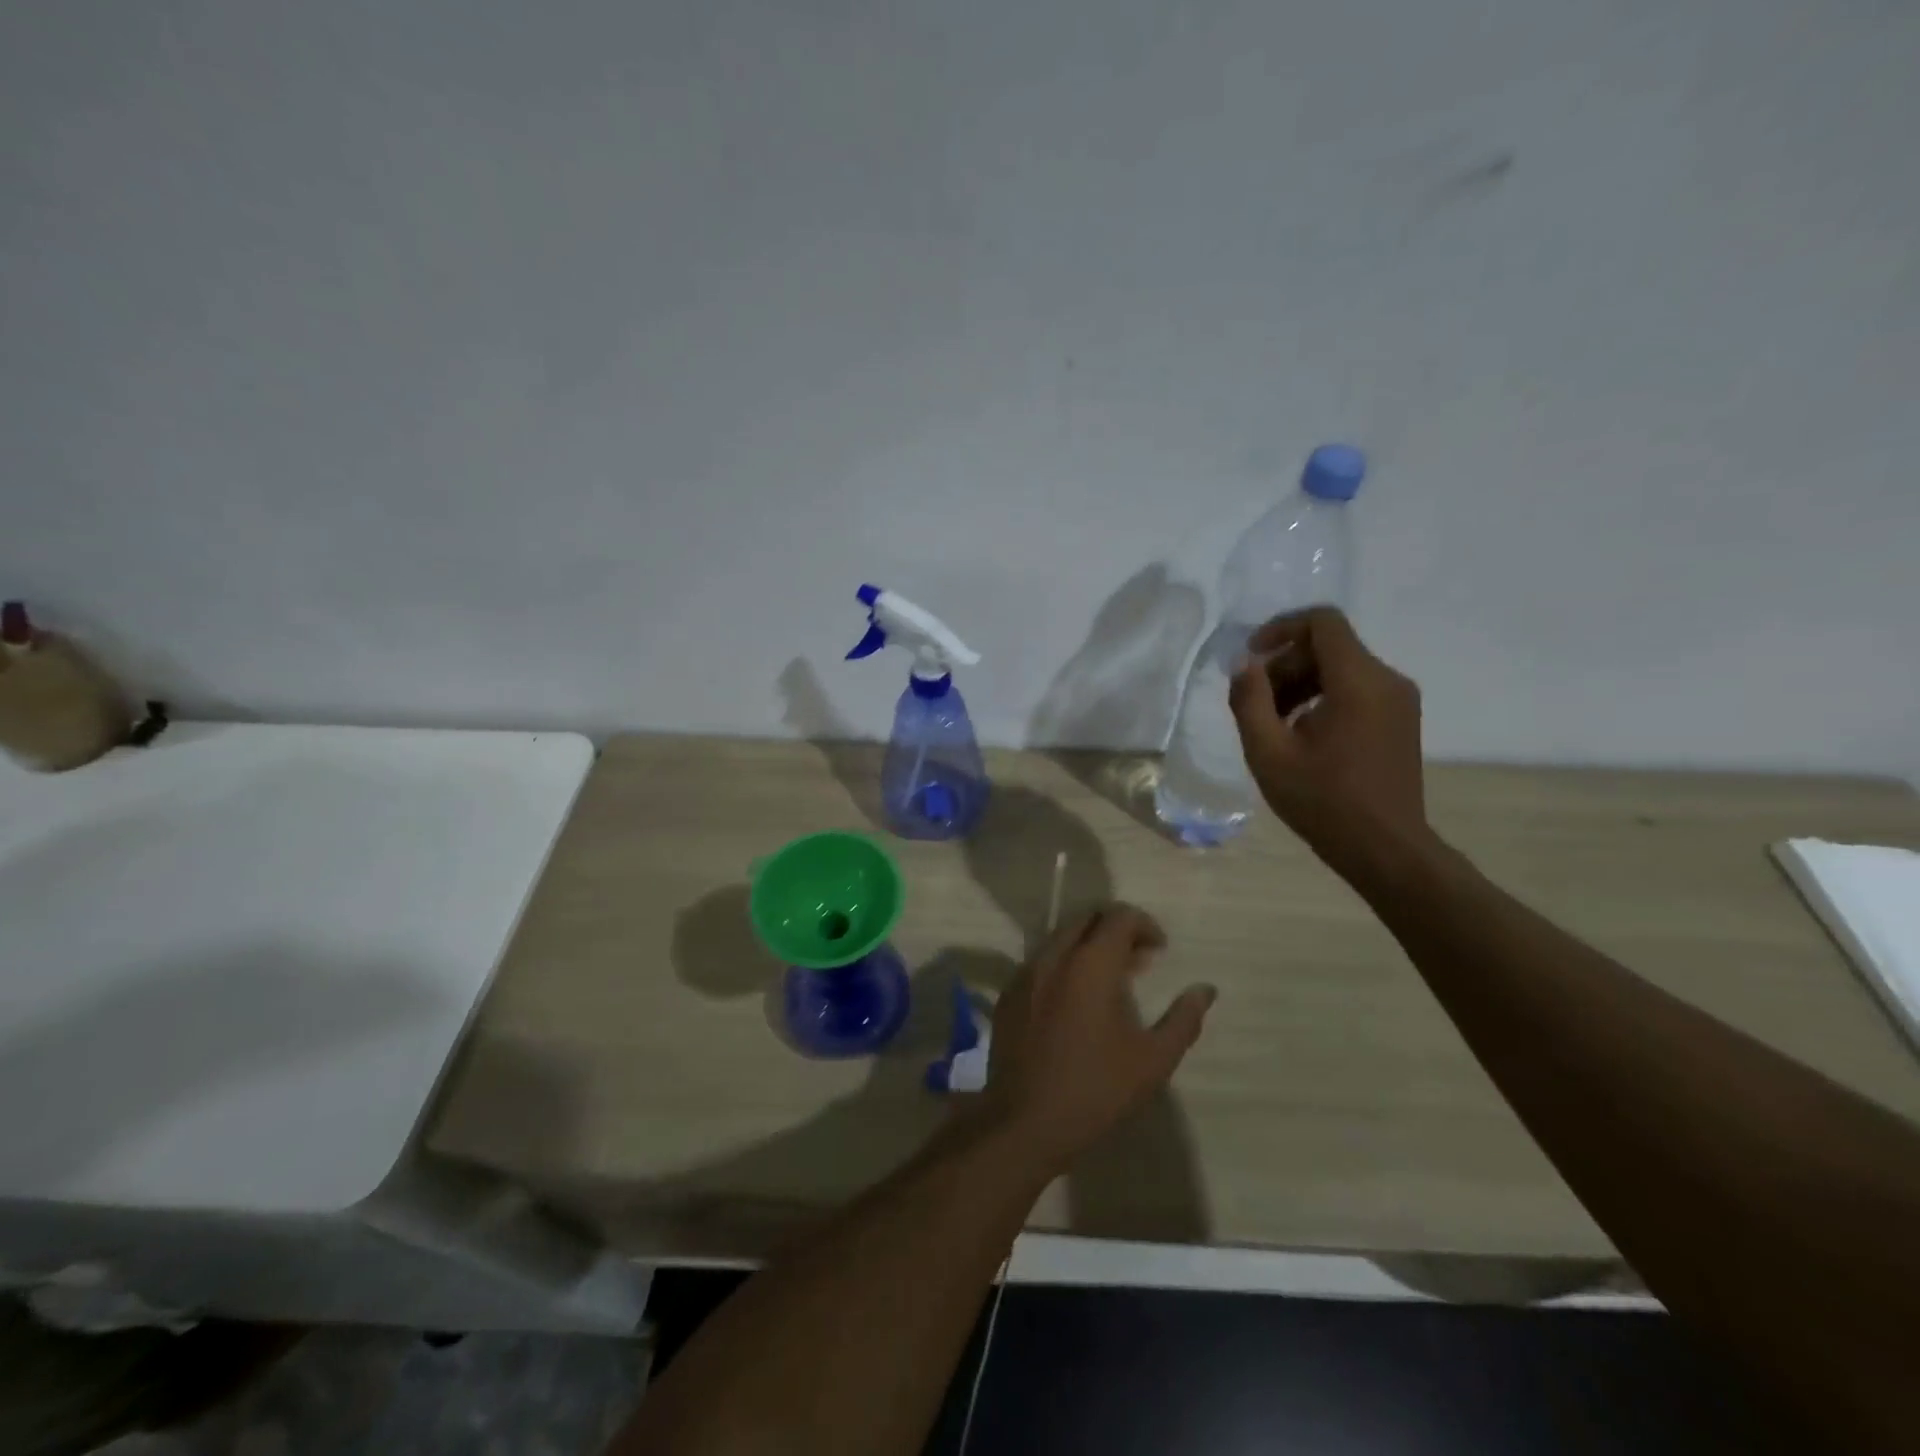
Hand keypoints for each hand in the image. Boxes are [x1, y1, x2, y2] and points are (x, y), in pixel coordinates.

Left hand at [980, 904, 1214, 1171]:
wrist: (1024, 1122)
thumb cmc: (1096, 1090)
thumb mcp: (1153, 1060)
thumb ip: (1184, 1019)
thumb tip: (1205, 990)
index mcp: (1089, 964)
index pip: (1118, 916)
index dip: (1145, 925)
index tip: (1160, 952)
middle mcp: (1053, 956)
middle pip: (1087, 919)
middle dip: (1116, 931)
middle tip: (1140, 963)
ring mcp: (1024, 974)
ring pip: (1061, 938)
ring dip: (1089, 947)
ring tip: (1111, 983)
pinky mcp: (1009, 994)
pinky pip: (1041, 962)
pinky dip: (1064, 965)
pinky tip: (1076, 1002)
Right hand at [1227, 607, 1428, 864]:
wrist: (1385, 848)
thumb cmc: (1322, 801)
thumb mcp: (1268, 752)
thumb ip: (1249, 700)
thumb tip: (1244, 664)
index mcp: (1358, 682)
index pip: (1322, 622)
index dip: (1281, 628)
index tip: (1251, 657)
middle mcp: (1387, 680)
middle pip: (1329, 647)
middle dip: (1285, 664)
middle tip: (1255, 702)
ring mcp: (1399, 700)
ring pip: (1341, 668)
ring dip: (1301, 683)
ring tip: (1273, 723)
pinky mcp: (1400, 719)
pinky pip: (1356, 689)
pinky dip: (1323, 697)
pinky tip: (1301, 734)